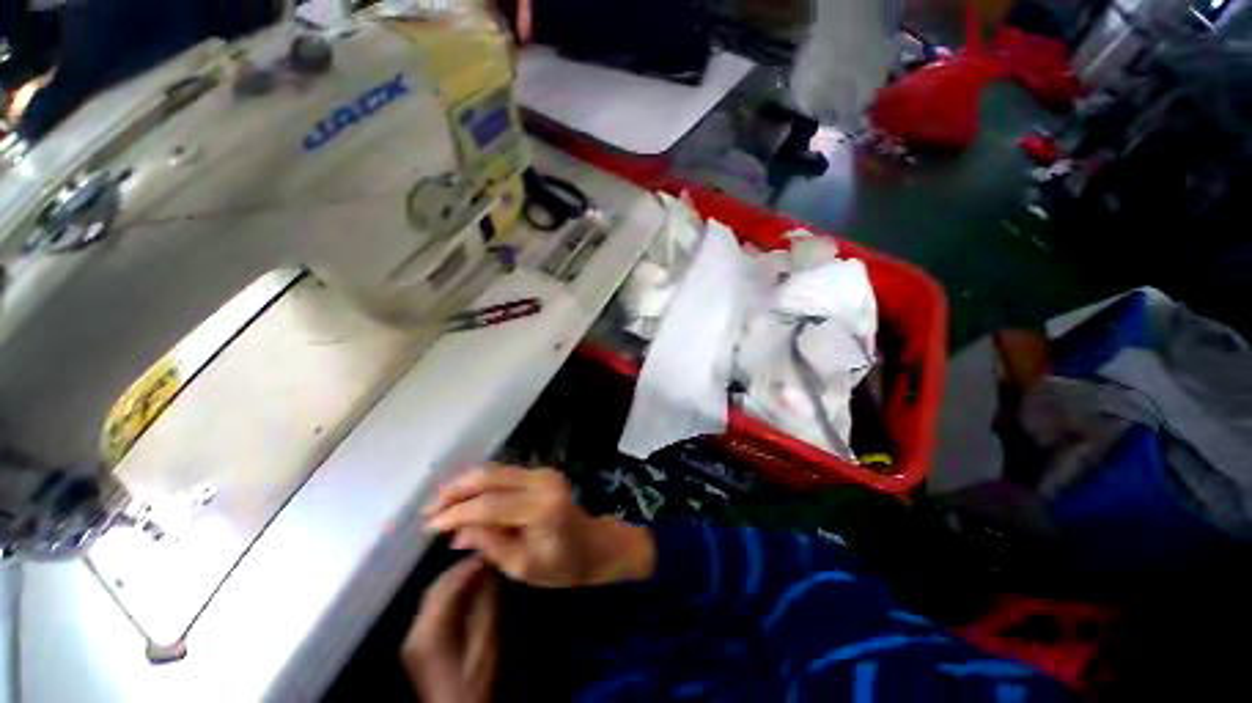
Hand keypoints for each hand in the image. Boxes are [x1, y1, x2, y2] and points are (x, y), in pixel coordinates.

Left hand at [402, 557, 500, 702]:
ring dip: (455, 579)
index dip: (469, 566)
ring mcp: (412, 638)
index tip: (489, 553)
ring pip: (433, 595)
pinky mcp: (416, 643)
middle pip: (436, 587)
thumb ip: (486, 604)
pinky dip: (450, 593)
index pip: (447, 585)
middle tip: (486, 558)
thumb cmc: (474, 682)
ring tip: (479, 570)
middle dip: (461, 569)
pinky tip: (467, 591)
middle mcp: (414, 631)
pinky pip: (432, 607)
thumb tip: (490, 572)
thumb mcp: (486, 643)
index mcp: (429, 632)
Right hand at [425, 466, 655, 587]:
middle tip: (427, 511)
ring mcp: (543, 472)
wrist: (594, 544)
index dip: (457, 514)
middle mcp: (543, 481)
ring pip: (495, 470)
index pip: (490, 505)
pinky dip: (480, 483)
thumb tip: (454, 533)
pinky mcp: (541, 472)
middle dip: (455, 491)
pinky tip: (462, 496)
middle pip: (490, 477)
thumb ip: (489, 544)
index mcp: (543, 508)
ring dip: (464, 484)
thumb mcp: (522, 567)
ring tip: (438, 504)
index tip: (429, 526)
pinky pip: (503, 473)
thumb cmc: (563, 565)